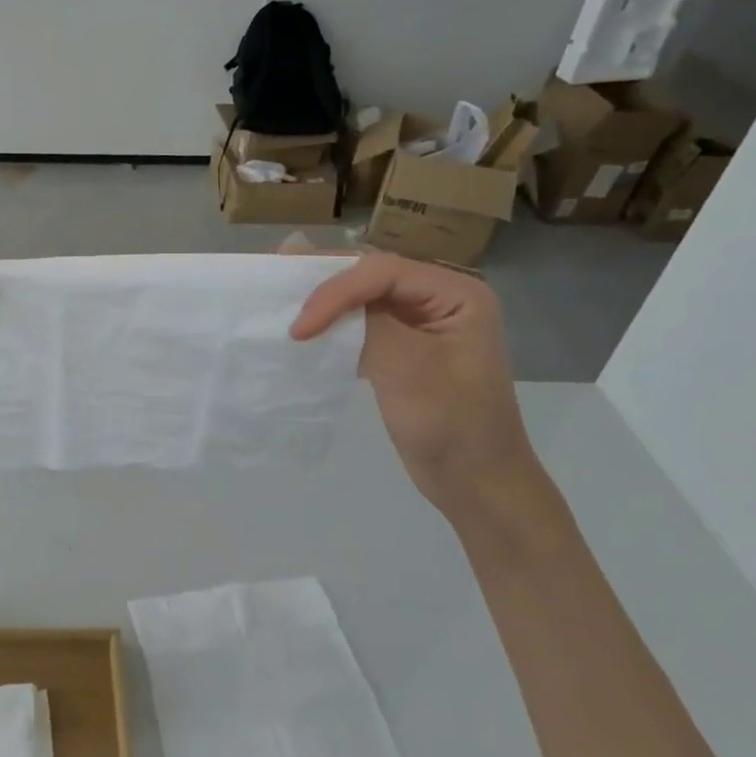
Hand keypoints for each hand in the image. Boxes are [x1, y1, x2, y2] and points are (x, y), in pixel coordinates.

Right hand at [288, 250, 545, 526]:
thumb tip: (320, 297)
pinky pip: (363, 322)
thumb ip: (367, 323)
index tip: (299, 327)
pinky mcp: (404, 348)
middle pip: (373, 274)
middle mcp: (441, 299)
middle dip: (326, 279)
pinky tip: (308, 327)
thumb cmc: (451, 425)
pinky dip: (334, 323)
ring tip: (284, 292)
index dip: (336, 290)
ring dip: (326, 299)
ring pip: (364, 296)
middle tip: (279, 272)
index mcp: (457, 294)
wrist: (476, 484)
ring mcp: (422, 324)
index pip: (383, 272)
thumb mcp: (407, 368)